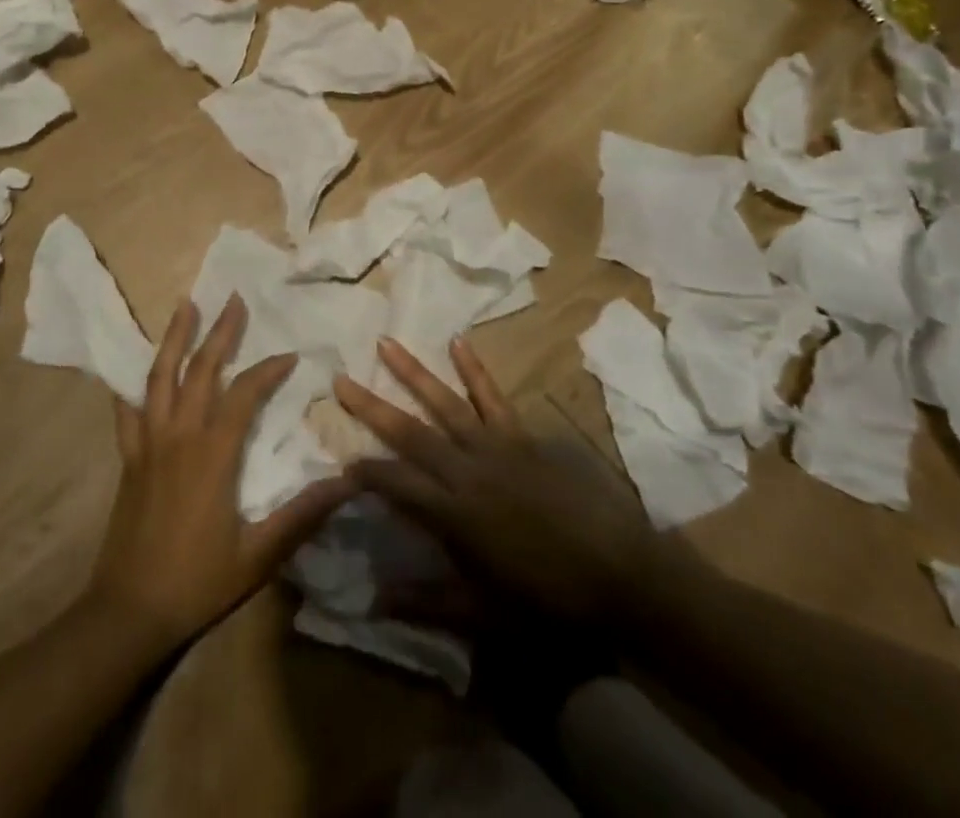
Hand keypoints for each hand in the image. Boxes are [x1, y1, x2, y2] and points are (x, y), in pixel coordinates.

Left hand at [85, 295, 352, 654]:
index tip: (290, 356)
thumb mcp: (259, 554)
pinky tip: (132, 370)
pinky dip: (130, 385)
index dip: (268, 370)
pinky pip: (127, 412)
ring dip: (174, 338)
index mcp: (213, 453)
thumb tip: (348, 483)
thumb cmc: (199, 580)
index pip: (244, 394)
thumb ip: (302, 515)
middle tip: (234, 299)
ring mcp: (148, 443)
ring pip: (158, 377)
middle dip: (220, 332)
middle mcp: (179, 435)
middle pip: (200, 370)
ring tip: (185, 306)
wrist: (130, 611)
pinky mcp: (129, 458)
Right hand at [334, 337, 650, 628]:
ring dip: (412, 372)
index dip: (365, 472)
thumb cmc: (550, 601)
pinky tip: (458, 341)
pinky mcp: (522, 436)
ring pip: (444, 403)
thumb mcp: (485, 617)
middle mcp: (466, 470)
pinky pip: (493, 397)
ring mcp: (495, 446)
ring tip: (386, 342)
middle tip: (340, 379)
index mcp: (453, 514)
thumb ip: (428, 604)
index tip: (339, 459)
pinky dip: (474, 369)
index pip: (396, 483)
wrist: (620, 574)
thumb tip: (373, 599)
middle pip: (410, 433)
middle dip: (372, 406)